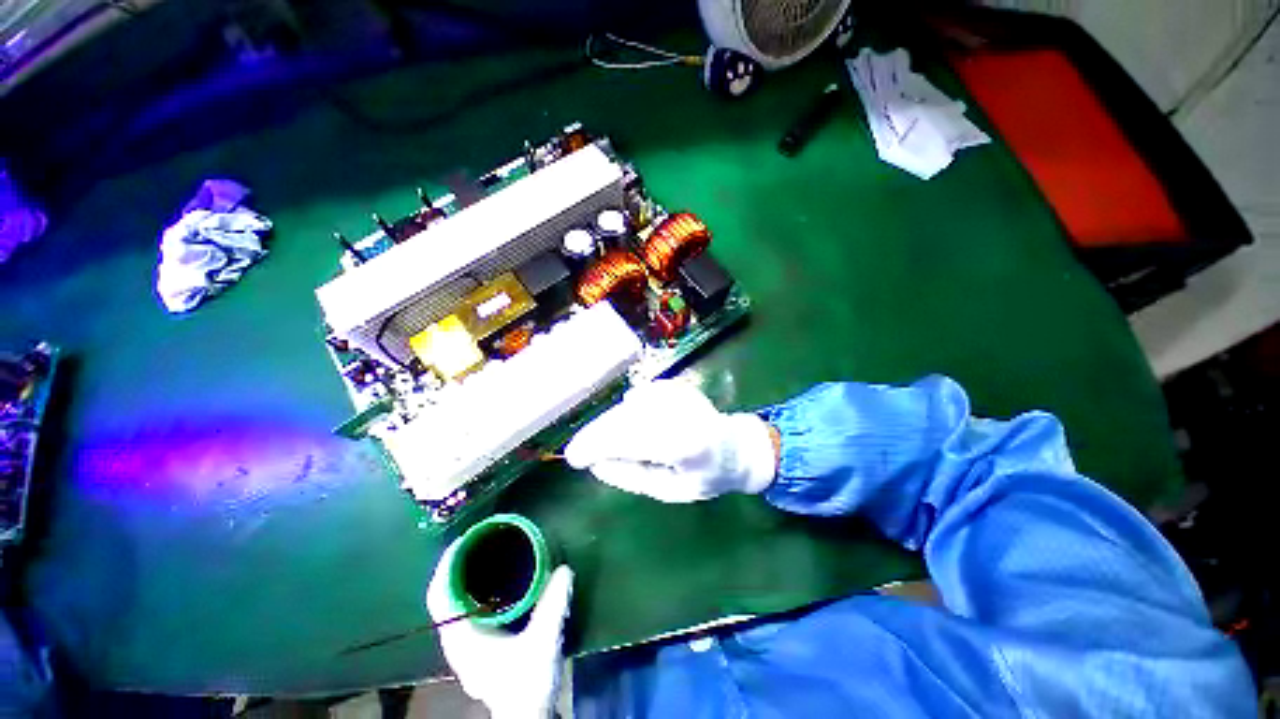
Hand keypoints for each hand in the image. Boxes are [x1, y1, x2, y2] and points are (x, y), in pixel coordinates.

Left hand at [426, 542, 573, 718]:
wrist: (526, 715)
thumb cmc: (527, 681)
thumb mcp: (542, 640)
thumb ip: (553, 604)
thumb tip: (564, 569)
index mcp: (462, 636)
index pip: (440, 594)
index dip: (447, 564)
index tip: (464, 539)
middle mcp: (457, 639)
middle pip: (446, 595)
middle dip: (458, 566)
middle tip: (481, 540)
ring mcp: (466, 645)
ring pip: (456, 603)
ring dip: (466, 577)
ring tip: (487, 553)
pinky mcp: (478, 647)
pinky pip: (467, 610)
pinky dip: (475, 591)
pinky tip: (495, 583)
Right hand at [564, 379, 778, 502]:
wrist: (735, 447)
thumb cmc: (705, 477)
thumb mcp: (670, 490)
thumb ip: (633, 475)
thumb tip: (597, 463)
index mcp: (686, 444)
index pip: (630, 439)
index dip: (598, 445)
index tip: (574, 457)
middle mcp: (682, 412)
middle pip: (625, 418)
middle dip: (597, 434)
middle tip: (580, 451)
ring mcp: (679, 395)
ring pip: (628, 406)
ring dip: (610, 423)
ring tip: (605, 442)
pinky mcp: (675, 386)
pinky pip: (639, 396)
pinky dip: (627, 411)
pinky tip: (632, 424)